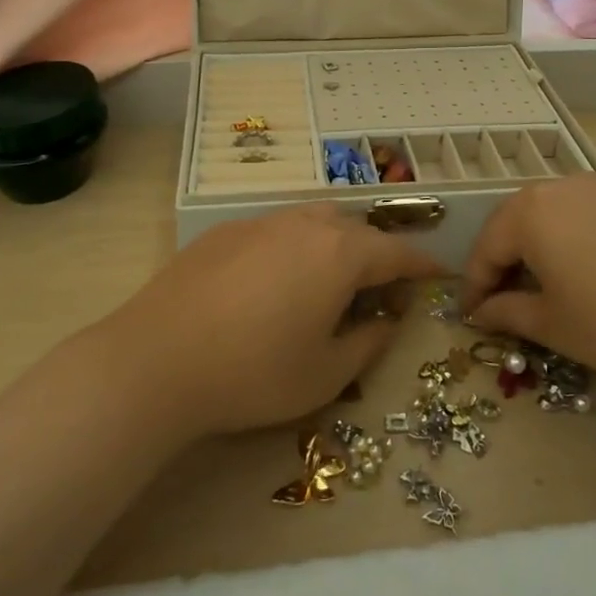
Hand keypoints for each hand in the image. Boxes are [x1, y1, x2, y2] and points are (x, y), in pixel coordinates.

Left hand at [103, 206, 443, 437]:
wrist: (157, 358)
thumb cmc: (254, 372)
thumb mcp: (325, 374)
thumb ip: (367, 342)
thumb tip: (386, 320)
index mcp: (340, 254)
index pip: (396, 253)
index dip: (422, 264)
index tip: (438, 274)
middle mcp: (305, 225)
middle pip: (356, 230)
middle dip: (377, 253)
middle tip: (382, 286)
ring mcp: (262, 222)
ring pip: (315, 221)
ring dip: (336, 243)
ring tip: (332, 279)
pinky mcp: (225, 231)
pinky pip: (277, 229)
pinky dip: (295, 247)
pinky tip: (276, 281)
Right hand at [462, 176, 595, 390]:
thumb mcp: (555, 327)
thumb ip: (508, 313)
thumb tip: (482, 312)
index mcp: (531, 212)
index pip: (486, 248)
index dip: (474, 285)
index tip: (471, 316)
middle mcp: (563, 186)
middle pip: (519, 223)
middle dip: (507, 261)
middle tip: (507, 300)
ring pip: (559, 215)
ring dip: (545, 246)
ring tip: (554, 284)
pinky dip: (584, 239)